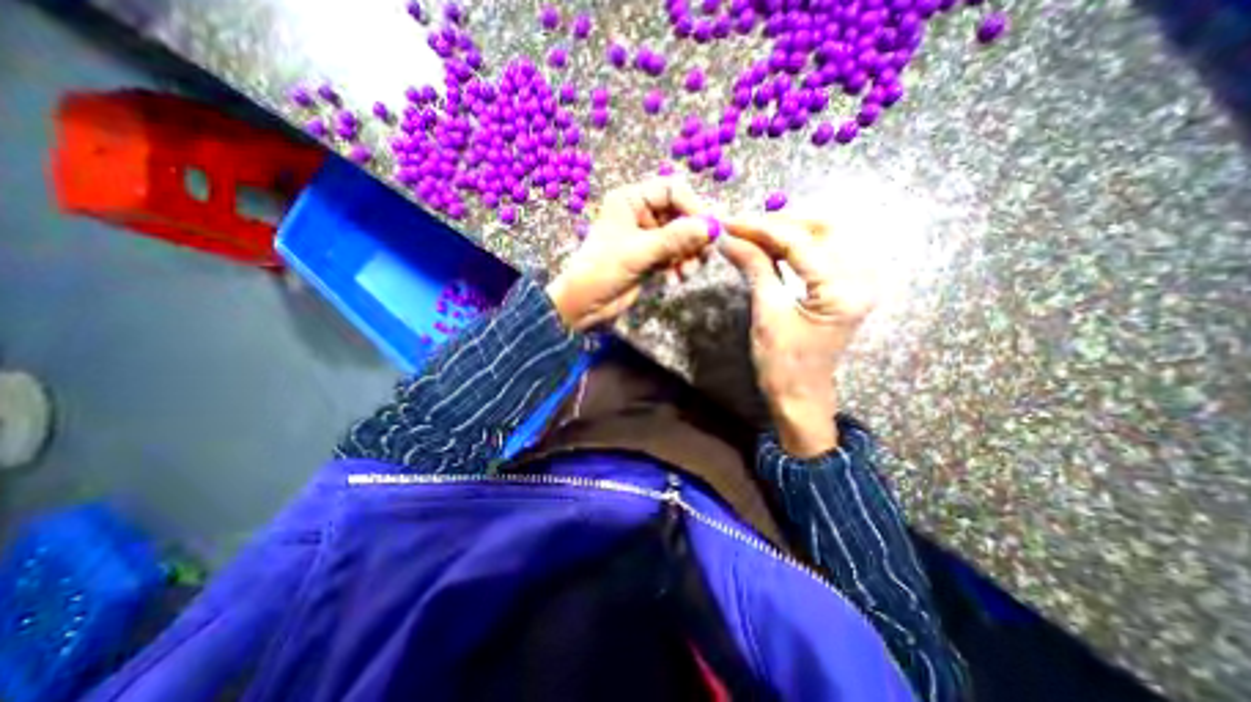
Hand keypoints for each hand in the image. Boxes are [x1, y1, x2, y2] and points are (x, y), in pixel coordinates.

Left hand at [548, 176, 713, 329]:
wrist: (584, 305)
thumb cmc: (603, 270)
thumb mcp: (639, 251)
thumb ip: (676, 238)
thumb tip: (711, 227)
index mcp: (630, 200)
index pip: (671, 190)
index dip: (692, 206)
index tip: (708, 228)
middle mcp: (640, 214)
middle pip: (680, 214)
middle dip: (693, 236)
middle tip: (705, 254)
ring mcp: (646, 237)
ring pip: (680, 237)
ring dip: (689, 254)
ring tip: (688, 272)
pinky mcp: (650, 257)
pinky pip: (675, 255)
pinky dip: (681, 265)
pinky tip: (676, 279)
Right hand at [719, 214, 872, 455]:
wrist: (801, 395)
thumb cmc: (782, 364)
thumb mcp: (766, 314)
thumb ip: (754, 268)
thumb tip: (729, 238)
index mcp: (843, 290)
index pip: (800, 242)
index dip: (761, 228)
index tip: (730, 222)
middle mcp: (862, 278)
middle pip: (822, 228)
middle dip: (779, 223)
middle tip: (742, 226)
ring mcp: (858, 281)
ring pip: (824, 235)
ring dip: (787, 230)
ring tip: (753, 233)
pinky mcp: (847, 285)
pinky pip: (823, 252)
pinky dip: (796, 245)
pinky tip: (772, 245)